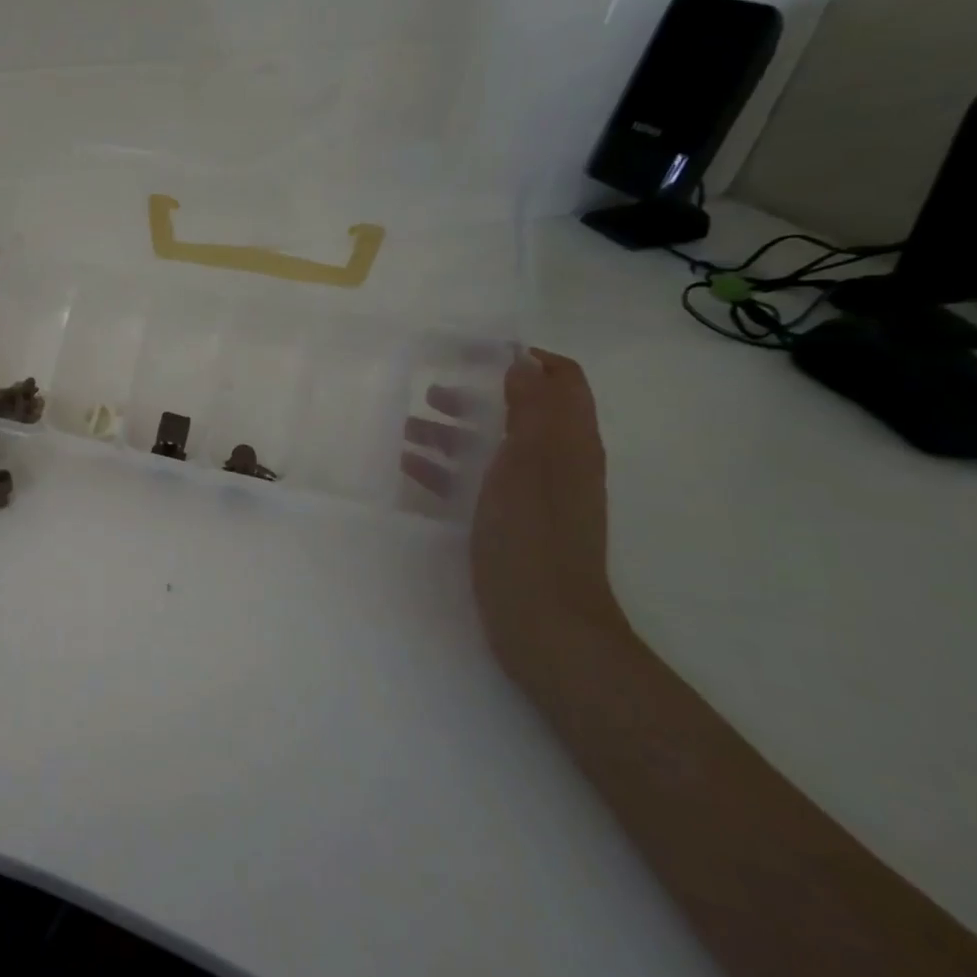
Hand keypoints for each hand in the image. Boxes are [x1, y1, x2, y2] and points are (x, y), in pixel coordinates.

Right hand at [403, 349, 628, 680]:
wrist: (545, 626)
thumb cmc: (532, 539)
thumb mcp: (526, 465)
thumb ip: (527, 411)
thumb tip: (521, 362)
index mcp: (569, 444)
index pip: (562, 381)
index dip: (526, 359)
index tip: (477, 350)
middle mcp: (557, 464)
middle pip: (521, 412)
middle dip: (478, 395)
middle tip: (431, 390)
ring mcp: (534, 496)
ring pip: (493, 447)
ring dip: (454, 431)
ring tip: (406, 427)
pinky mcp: (510, 524)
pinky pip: (477, 482)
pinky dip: (446, 468)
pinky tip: (408, 468)